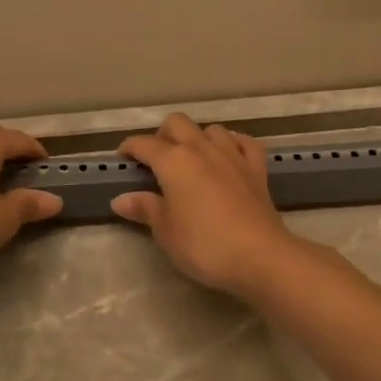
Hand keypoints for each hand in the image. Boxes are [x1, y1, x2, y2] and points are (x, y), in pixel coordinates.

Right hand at [112, 114, 298, 297]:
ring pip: (211, 129)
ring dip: (198, 138)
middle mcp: (202, 149)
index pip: (144, 144)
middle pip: (177, 123)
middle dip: (162, 135)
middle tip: (156, 160)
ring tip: (192, 160)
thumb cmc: (204, 245)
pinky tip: (228, 156)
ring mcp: (233, 155)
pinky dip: (233, 144)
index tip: (122, 159)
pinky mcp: (257, 168)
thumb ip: (145, 209)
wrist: (259, 256)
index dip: (129, 148)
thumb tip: (121, 199)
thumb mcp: (166, 231)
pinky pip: (244, 143)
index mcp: (174, 161)